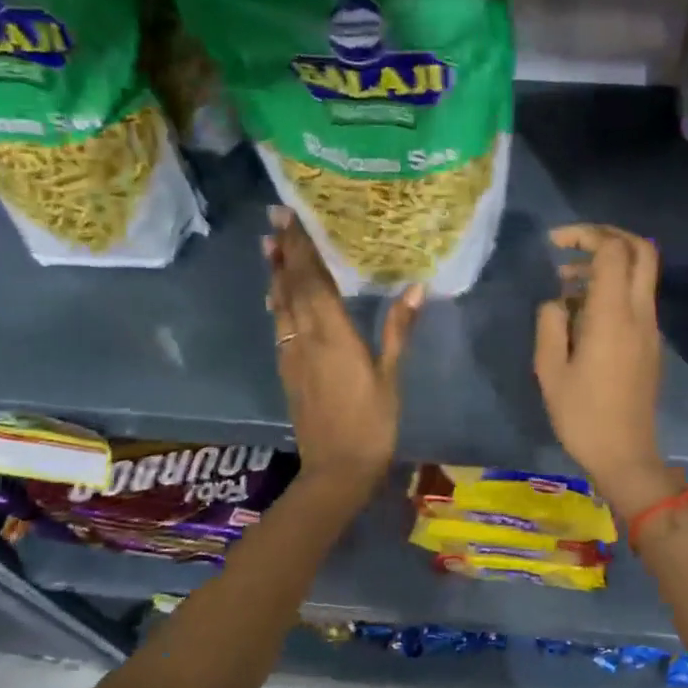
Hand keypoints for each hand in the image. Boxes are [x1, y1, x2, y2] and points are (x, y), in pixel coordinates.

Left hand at [264, 205, 421, 499]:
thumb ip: (398, 330)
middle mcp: (305, 336)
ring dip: (275, 273)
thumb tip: (417, 288)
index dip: (302, 248)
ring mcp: (291, 353)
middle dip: (284, 251)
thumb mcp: (391, 376)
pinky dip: (277, 302)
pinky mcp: (287, 370)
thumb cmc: (372, 423)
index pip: (313, 280)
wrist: (336, 469)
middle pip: (291, 285)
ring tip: (270, 246)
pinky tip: (277, 295)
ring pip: (280, 304)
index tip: (291, 218)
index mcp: (332, 334)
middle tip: (275, 218)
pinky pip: (279, 325)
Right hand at [533, 224, 670, 514]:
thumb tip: (558, 302)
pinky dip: (614, 288)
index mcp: (613, 316)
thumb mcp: (550, 370)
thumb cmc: (582, 415)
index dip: (586, 235)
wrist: (625, 454)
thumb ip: (550, 324)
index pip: (613, 251)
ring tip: (566, 283)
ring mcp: (650, 329)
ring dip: (609, 265)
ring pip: (641, 275)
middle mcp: (640, 314)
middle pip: (641, 251)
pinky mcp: (651, 344)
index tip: (555, 244)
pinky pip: (637, 299)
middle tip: (573, 244)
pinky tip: (582, 312)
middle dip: (608, 236)